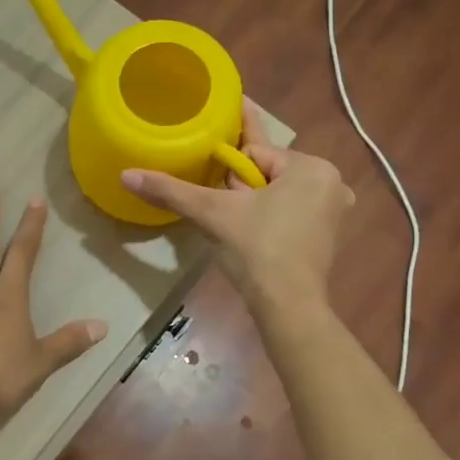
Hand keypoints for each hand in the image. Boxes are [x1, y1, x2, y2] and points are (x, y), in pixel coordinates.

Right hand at [121, 100, 353, 310]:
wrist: (288, 307)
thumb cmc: (257, 250)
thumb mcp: (213, 213)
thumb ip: (171, 190)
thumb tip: (126, 174)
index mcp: (312, 167)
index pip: (256, 153)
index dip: (230, 173)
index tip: (219, 193)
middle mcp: (330, 183)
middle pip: (267, 174)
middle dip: (242, 190)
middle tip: (226, 215)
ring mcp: (332, 213)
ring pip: (277, 195)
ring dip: (253, 206)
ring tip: (236, 229)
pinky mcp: (327, 239)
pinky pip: (290, 216)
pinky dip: (269, 222)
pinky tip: (252, 240)